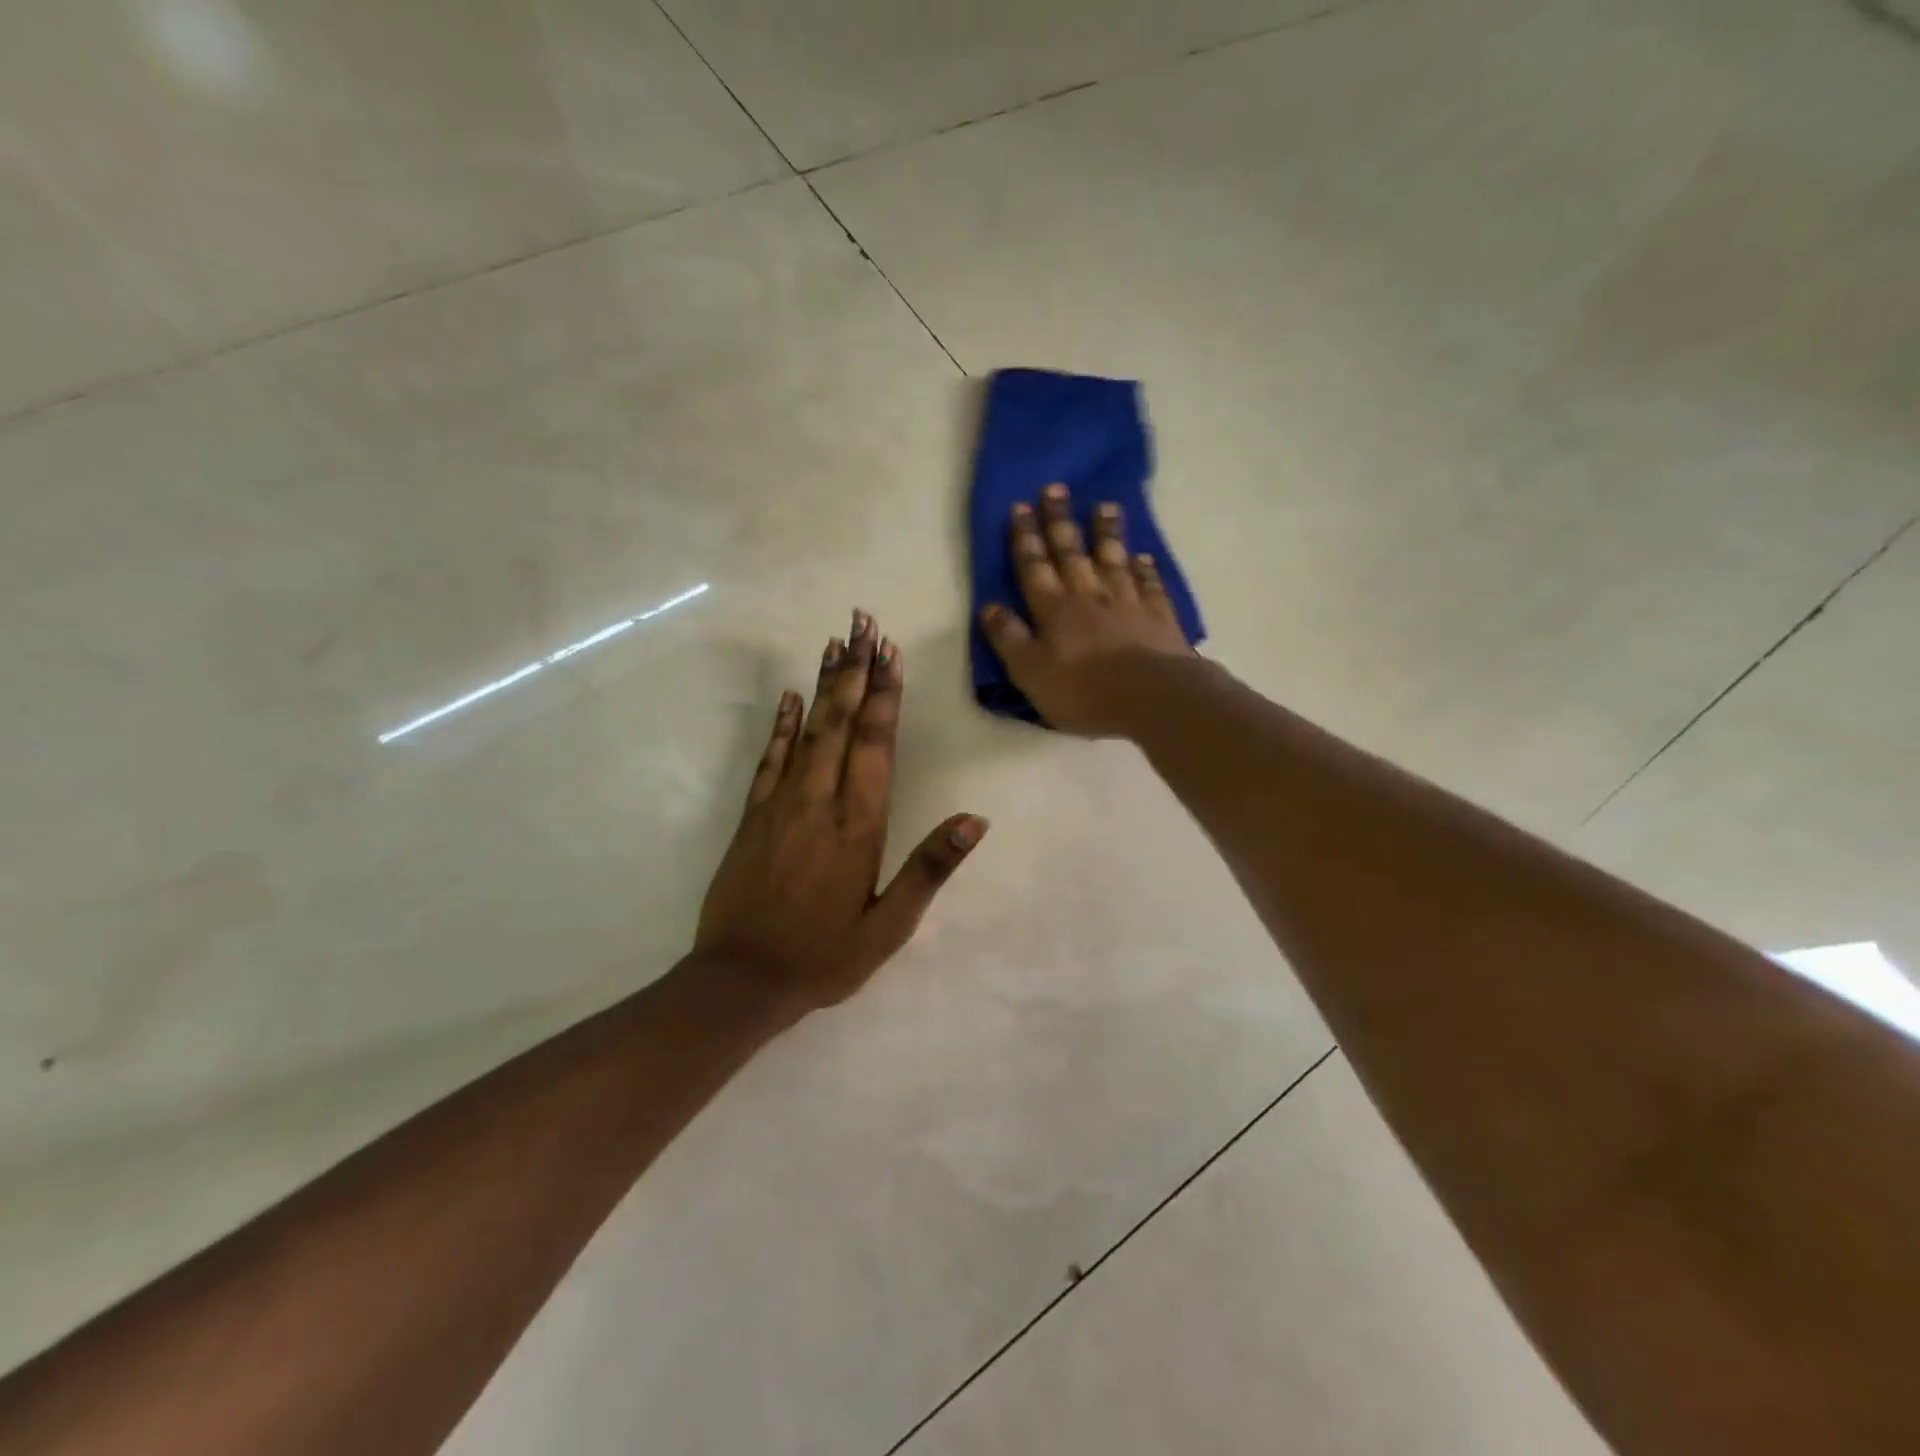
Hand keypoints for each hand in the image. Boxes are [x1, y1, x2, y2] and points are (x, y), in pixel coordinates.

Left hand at [693, 610, 986, 1019]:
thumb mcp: (891, 925)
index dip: (884, 696)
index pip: (876, 744)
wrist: (742, 980)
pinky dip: (782, 725)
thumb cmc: (825, 955)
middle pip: (841, 723)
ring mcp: (781, 804)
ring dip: (823, 684)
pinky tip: (789, 697)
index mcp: (860, 825)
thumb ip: (931, 867)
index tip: (889, 652)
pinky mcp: (753, 815)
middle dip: (855, 670)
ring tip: (835, 643)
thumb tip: (975, 820)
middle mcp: (821, 802)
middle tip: (863, 623)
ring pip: (807, 731)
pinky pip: (770, 758)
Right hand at [978, 483, 1194, 735]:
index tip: (1020, 506)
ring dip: (1106, 532)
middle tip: (1055, 488)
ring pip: (1113, 559)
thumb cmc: (1083, 691)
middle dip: (1060, 521)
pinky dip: (1145, 568)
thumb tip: (988, 607)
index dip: (1025, 538)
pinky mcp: (1159, 616)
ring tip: (1104, 505)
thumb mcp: (1030, 672)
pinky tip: (1143, 556)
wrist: (1152, 697)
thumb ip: (1008, 639)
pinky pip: (1149, 584)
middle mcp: (1089, 596)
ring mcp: (1127, 602)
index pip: (1034, 567)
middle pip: (1071, 552)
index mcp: (1054, 610)